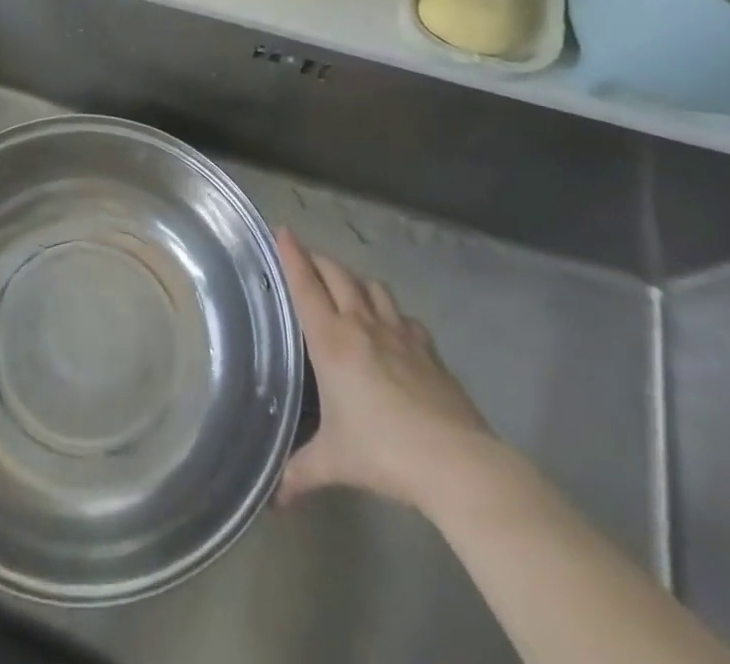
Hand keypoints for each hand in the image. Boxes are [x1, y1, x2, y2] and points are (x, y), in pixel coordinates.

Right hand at [276, 227, 496, 510]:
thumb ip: (301, 472)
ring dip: (355, 280)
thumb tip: (274, 499)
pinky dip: (391, 312)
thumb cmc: (383, 452)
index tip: (282, 230)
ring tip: (347, 288)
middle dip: (318, 260)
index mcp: (331, 340)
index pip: (305, 285)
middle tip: (305, 258)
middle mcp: (361, 324)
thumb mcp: (334, 462)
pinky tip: (392, 328)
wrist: (455, 462)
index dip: (292, 255)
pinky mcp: (429, 348)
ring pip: (372, 286)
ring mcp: (399, 332)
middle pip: (337, 274)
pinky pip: (404, 316)